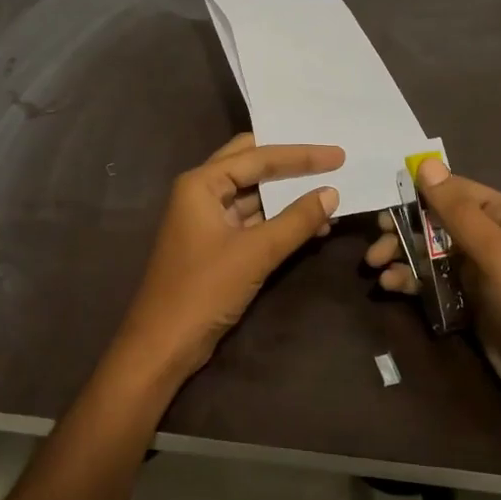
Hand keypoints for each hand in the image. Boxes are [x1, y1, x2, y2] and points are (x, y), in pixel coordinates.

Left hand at [112, 134, 342, 384]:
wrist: (163, 345)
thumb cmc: (204, 290)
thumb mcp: (255, 253)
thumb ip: (296, 221)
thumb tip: (331, 193)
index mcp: (201, 184)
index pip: (257, 157)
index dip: (300, 154)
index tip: (337, 154)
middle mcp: (201, 193)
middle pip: (251, 165)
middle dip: (289, 163)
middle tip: (327, 158)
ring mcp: (207, 219)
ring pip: (253, 194)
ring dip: (287, 195)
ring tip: (329, 194)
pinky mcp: (216, 245)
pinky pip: (253, 220)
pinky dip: (279, 220)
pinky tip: (311, 226)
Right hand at [364, 158, 500, 414]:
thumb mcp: (495, 251)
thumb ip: (457, 209)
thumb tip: (425, 162)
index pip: (452, 190)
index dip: (417, 194)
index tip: (383, 206)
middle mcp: (491, 237)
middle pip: (436, 221)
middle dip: (403, 229)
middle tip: (375, 245)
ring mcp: (480, 271)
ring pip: (430, 252)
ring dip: (402, 256)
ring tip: (375, 269)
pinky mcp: (470, 302)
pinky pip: (433, 281)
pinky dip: (411, 280)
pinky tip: (391, 287)